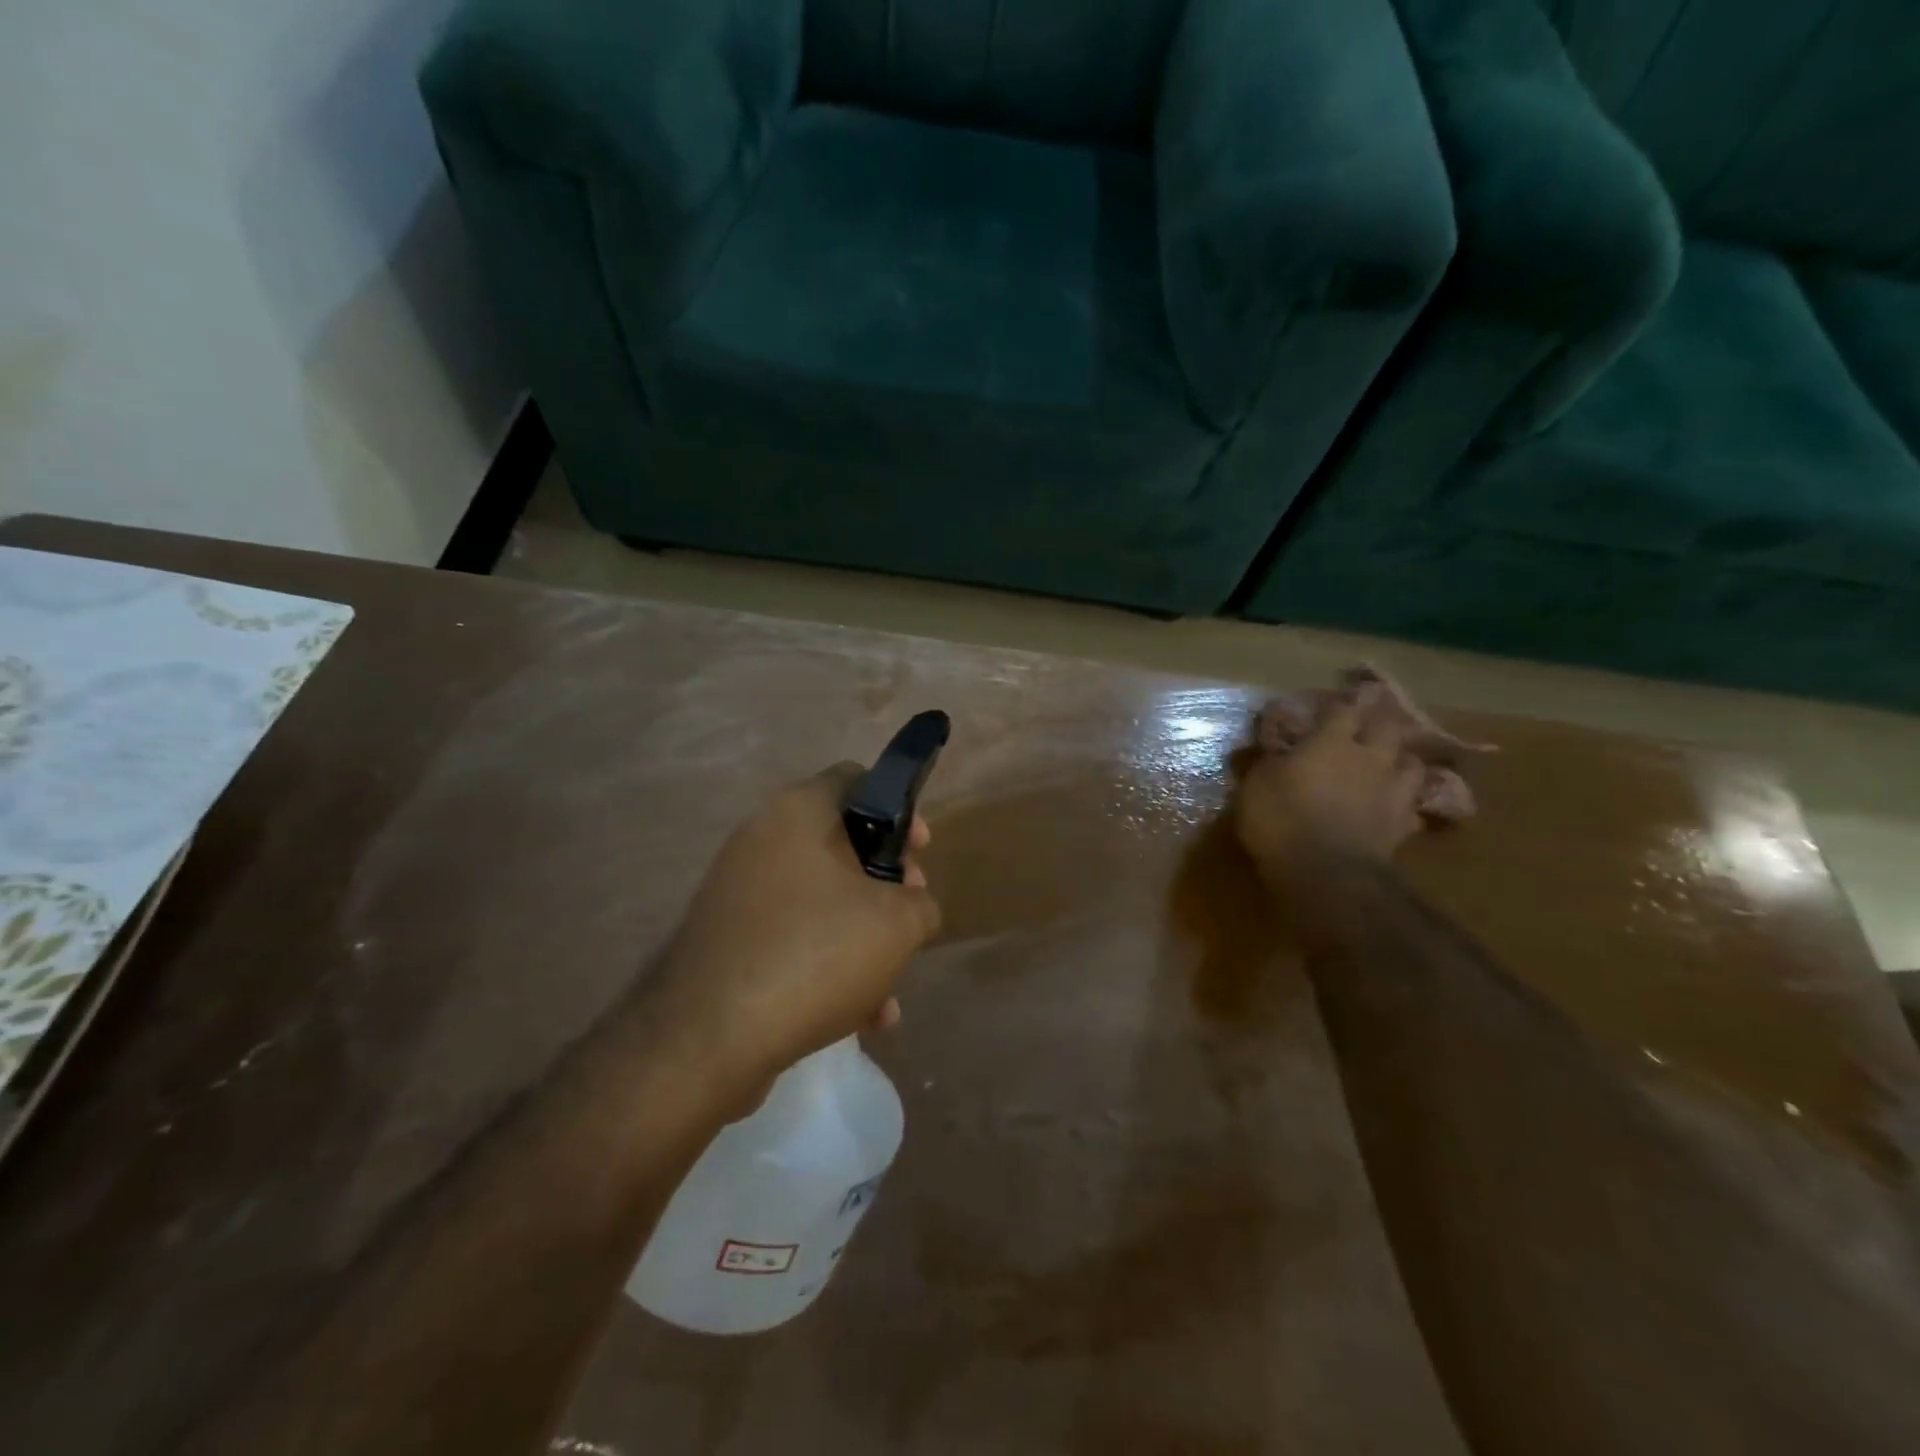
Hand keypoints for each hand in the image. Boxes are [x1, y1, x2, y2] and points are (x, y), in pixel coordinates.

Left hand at [646, 764, 940, 1086]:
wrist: (707, 1038)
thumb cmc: (814, 953)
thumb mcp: (897, 924)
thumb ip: (921, 904)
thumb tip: (912, 907)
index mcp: (799, 811)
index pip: (856, 780)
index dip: (901, 811)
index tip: (921, 853)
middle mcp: (762, 838)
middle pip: (842, 845)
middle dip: (886, 886)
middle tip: (908, 920)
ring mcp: (739, 890)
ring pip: (821, 900)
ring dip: (862, 938)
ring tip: (888, 992)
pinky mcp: (727, 938)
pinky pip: (792, 937)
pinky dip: (826, 964)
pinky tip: (859, 1018)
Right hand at [1235, 701, 1425, 886]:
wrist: (1326, 873)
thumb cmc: (1281, 820)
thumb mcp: (1256, 786)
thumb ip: (1270, 762)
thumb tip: (1276, 750)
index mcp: (1330, 743)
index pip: (1342, 710)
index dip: (1336, 707)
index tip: (1327, 709)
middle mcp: (1368, 758)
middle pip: (1388, 728)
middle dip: (1378, 725)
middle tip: (1365, 730)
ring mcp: (1392, 791)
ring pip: (1412, 764)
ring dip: (1400, 761)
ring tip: (1387, 767)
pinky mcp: (1403, 825)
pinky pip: (1412, 808)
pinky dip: (1403, 806)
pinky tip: (1392, 811)